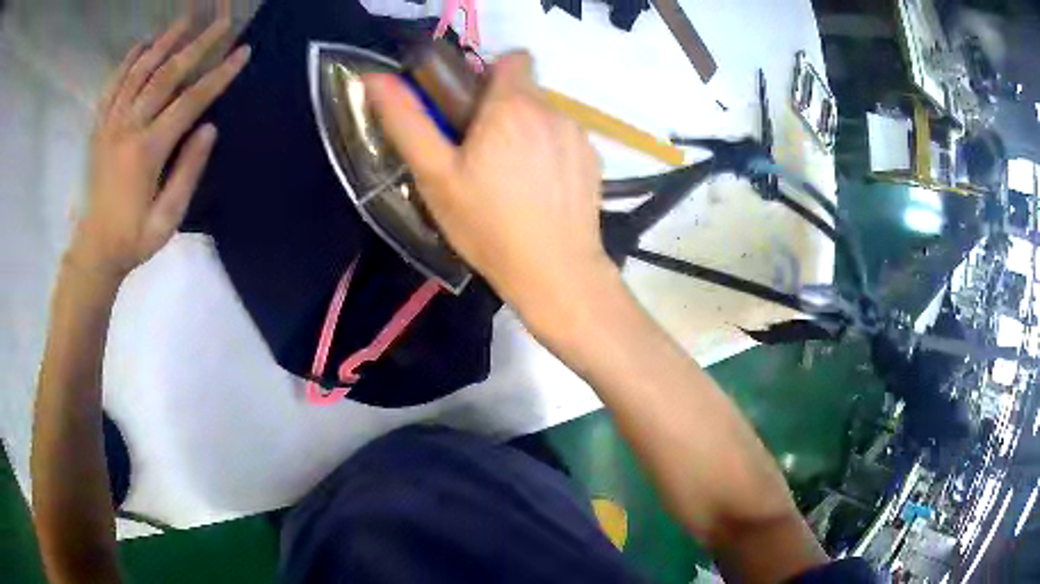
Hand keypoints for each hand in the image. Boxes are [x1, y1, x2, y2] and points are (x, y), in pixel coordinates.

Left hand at [69, 1, 249, 280]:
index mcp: (147, 151)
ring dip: (163, 42)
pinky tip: (141, 45)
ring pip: (138, 72)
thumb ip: (188, 172)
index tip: (243, 52)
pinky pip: (112, 87)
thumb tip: (210, 128)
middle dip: (197, 44)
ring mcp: (110, 125)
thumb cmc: (133, 239)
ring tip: (184, 20)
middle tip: (220, 21)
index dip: (219, 74)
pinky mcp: (99, 129)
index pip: (190, 101)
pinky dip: (127, 62)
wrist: (94, 250)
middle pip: (166, 74)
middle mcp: (128, 128)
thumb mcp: (168, 218)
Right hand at [365, 53, 616, 323]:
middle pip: (525, 90)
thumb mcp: (435, 175)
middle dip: (501, 109)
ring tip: (509, 178)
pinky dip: (549, 153)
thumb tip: (376, 78)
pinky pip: (564, 140)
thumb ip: (407, 121)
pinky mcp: (594, 161)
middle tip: (479, 153)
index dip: (489, 73)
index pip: (512, 57)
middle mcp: (553, 110)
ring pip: (545, 116)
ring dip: (525, 132)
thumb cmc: (487, 225)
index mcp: (514, 105)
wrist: (554, 272)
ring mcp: (579, 136)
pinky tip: (538, 191)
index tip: (471, 105)